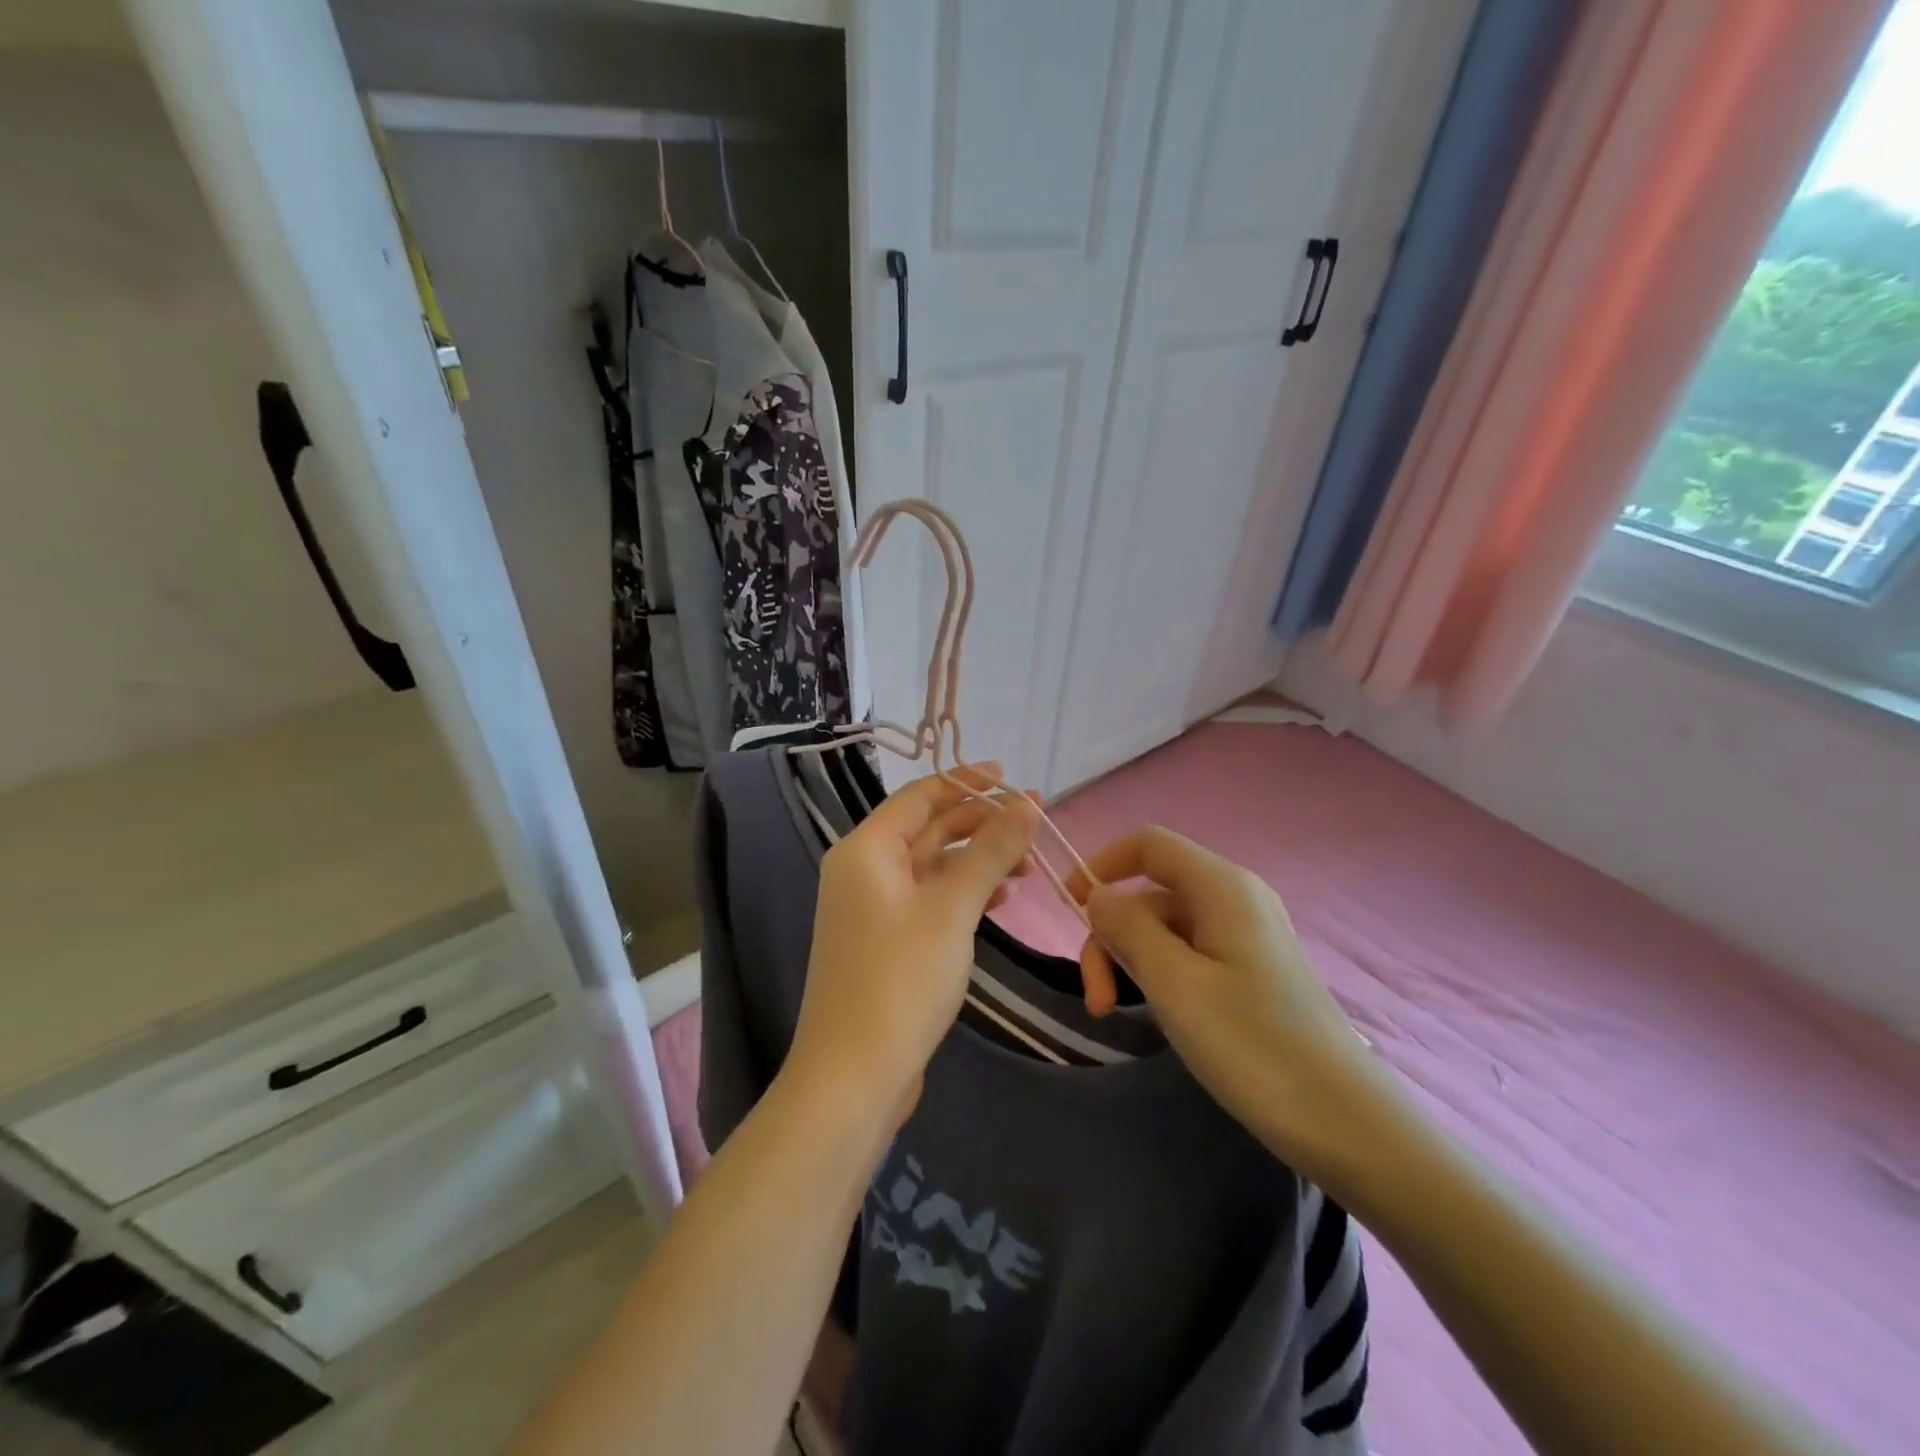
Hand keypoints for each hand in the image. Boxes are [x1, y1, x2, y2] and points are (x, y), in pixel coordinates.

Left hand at [788, 765, 1039, 1131]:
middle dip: (980, 824)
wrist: (854, 1076)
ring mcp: (872, 908)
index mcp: (866, 849)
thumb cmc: (900, 980)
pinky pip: (928, 899)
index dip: (966, 782)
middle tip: (1033, 825)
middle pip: (927, 829)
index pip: (920, 796)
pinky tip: (1000, 900)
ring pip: (931, 866)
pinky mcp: (884, 940)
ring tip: (1027, 866)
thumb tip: (1026, 803)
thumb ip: (990, 851)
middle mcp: (862, 870)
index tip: (1011, 778)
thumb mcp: (952, 908)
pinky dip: (963, 893)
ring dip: (977, 861)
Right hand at [1072, 827, 1387, 1181]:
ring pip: (1166, 927)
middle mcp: (1235, 899)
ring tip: (1113, 1013)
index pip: (1149, 844)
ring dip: (1130, 961)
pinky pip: (1189, 954)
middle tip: (1096, 999)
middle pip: (1151, 893)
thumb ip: (1128, 928)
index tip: (1068, 905)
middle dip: (1112, 935)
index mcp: (1221, 887)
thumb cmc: (1254, 1045)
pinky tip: (1152, 1014)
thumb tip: (1097, 894)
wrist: (1346, 1123)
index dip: (1102, 863)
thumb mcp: (1175, 984)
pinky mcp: (1251, 972)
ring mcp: (1246, 937)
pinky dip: (1158, 975)